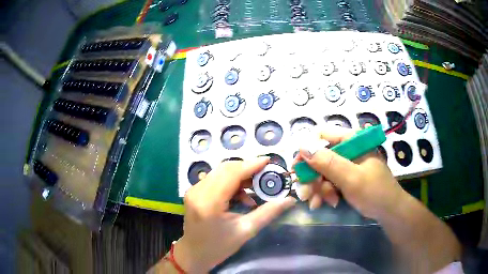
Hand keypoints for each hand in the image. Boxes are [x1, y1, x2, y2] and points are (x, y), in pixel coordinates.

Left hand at [174, 157, 296, 272]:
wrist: (194, 254)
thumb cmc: (219, 247)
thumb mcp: (246, 231)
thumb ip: (268, 213)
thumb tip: (289, 200)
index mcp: (209, 202)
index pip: (231, 174)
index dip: (251, 165)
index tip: (268, 161)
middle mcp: (198, 191)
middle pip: (225, 169)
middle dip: (247, 169)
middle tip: (265, 174)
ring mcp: (193, 190)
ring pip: (220, 172)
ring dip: (239, 175)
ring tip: (255, 188)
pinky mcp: (194, 192)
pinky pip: (215, 179)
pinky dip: (230, 182)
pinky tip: (241, 196)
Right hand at [294, 126, 407, 219]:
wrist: (389, 211)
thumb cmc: (374, 192)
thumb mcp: (351, 178)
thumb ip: (328, 163)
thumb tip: (302, 147)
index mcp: (353, 141)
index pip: (322, 136)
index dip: (307, 150)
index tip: (298, 169)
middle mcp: (348, 149)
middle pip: (320, 156)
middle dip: (312, 177)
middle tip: (306, 194)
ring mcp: (348, 164)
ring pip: (323, 171)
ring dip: (318, 188)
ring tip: (318, 203)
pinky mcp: (347, 176)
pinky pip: (329, 181)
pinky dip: (325, 192)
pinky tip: (327, 203)